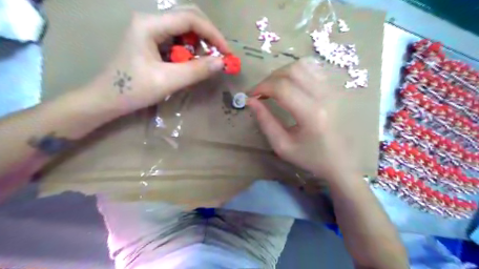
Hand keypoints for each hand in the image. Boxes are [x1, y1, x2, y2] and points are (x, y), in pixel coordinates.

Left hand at [88, 6, 229, 116]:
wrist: (108, 98)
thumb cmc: (133, 90)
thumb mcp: (168, 81)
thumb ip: (196, 71)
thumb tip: (222, 63)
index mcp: (150, 25)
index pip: (190, 18)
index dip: (213, 34)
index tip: (226, 52)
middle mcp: (150, 20)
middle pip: (188, 17)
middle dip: (208, 36)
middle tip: (219, 55)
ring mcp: (150, 29)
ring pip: (184, 27)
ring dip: (200, 43)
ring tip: (205, 61)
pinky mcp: (152, 39)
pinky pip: (178, 38)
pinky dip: (190, 48)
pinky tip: (192, 62)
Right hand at [247, 59, 354, 179]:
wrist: (342, 161)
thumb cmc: (311, 157)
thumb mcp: (282, 146)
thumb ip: (265, 122)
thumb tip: (251, 101)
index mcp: (311, 114)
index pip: (281, 87)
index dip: (261, 87)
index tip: (252, 95)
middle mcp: (324, 96)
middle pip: (292, 71)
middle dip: (270, 78)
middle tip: (261, 92)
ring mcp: (333, 89)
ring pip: (303, 65)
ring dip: (283, 73)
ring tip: (275, 87)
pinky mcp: (336, 88)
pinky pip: (314, 69)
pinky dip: (297, 72)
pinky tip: (291, 85)